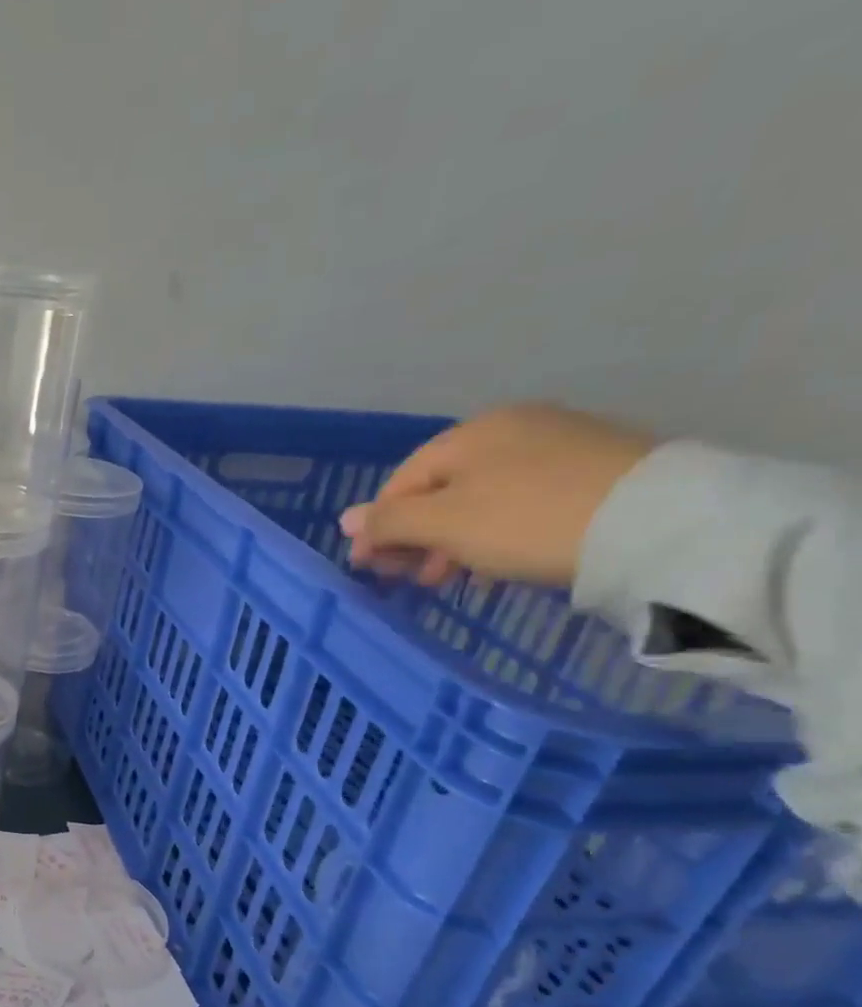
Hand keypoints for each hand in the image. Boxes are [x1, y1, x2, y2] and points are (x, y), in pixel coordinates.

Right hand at [339, 402, 654, 588]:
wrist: (661, 523)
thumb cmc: (527, 520)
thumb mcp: (443, 525)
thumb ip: (388, 522)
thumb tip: (345, 520)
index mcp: (469, 433)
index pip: (401, 483)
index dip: (378, 527)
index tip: (370, 568)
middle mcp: (512, 427)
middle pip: (442, 489)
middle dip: (418, 536)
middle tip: (412, 579)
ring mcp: (561, 443)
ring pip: (483, 497)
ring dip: (456, 540)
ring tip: (454, 578)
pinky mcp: (601, 468)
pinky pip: (525, 501)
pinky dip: (499, 533)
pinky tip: (500, 563)